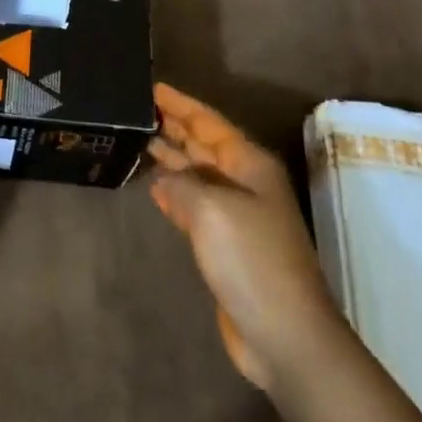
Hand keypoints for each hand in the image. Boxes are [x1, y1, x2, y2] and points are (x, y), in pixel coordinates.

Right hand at [148, 83, 335, 393]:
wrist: (284, 333)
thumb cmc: (252, 260)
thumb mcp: (211, 209)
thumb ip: (181, 184)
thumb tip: (163, 180)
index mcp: (249, 166)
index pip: (209, 123)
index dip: (181, 105)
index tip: (152, 88)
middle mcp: (245, 184)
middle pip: (204, 145)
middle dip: (175, 126)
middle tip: (137, 110)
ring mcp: (237, 216)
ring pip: (197, 175)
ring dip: (171, 158)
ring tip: (138, 140)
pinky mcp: (226, 246)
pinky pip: (194, 206)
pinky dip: (173, 193)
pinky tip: (153, 187)